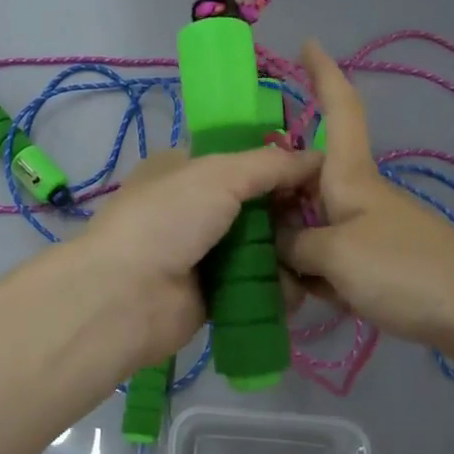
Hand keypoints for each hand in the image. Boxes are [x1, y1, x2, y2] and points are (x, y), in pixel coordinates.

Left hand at [86, 145, 321, 369]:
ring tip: (318, 253)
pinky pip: (257, 285)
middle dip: (290, 211)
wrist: (127, 296)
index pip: (242, 160)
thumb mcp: (219, 174)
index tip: (320, 175)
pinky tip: (301, 285)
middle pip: (256, 205)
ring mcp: (203, 253)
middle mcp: (194, 208)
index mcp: (185, 170)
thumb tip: (316, 157)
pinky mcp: (214, 294)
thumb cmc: (169, 219)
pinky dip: (278, 286)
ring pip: (261, 246)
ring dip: (289, 250)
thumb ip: (270, 164)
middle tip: (325, 218)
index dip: (280, 165)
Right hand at [278, 41, 453, 370]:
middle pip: (306, 178)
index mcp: (350, 176)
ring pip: (310, 224)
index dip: (325, 74)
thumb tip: (277, 246)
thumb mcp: (336, 254)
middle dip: (272, 187)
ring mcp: (365, 234)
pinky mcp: (373, 269)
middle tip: (229, 205)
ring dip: (284, 241)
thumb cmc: (406, 270)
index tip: (308, 43)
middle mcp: (355, 197)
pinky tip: (287, 294)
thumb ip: (295, 245)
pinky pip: (326, 260)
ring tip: (245, 259)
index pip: (340, 111)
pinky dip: (307, 273)